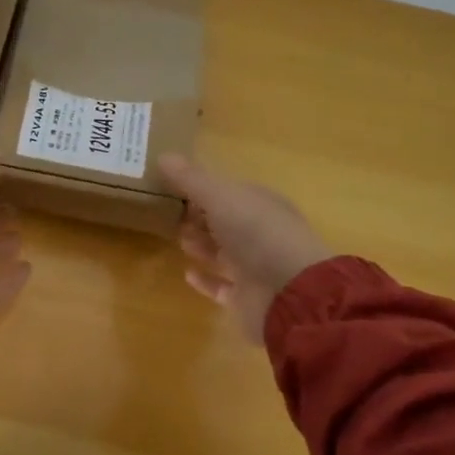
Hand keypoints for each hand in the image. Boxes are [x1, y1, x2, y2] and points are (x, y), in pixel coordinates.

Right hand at [157, 154, 331, 343]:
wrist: (290, 294)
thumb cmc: (255, 232)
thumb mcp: (219, 196)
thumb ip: (190, 178)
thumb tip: (163, 155)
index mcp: (259, 203)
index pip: (228, 191)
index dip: (201, 187)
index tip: (172, 186)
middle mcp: (259, 234)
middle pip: (224, 221)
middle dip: (199, 216)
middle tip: (168, 212)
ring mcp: (255, 267)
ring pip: (223, 252)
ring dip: (201, 244)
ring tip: (177, 238)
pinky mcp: (247, 298)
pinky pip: (222, 286)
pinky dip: (205, 280)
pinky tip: (187, 273)